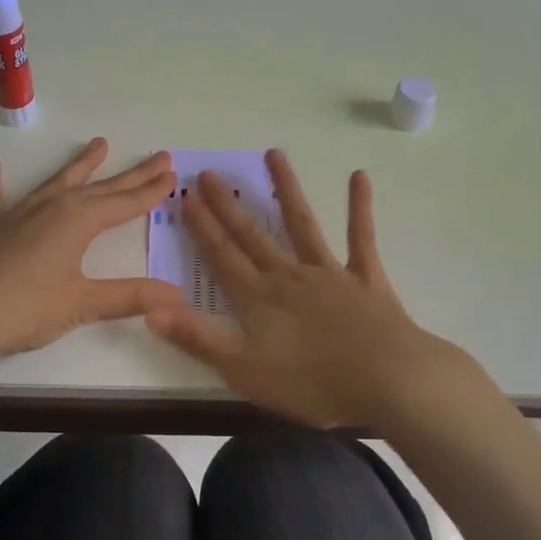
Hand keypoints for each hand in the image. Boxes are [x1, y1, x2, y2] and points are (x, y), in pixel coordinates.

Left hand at [0, 138, 182, 366]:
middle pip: (100, 187)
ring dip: (80, 165)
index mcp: (78, 221)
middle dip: (132, 174)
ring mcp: (17, 212)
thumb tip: (177, 294)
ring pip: (57, 182)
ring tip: (99, 144)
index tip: (172, 175)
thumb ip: (131, 296)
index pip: (125, 203)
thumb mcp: (83, 304)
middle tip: (159, 156)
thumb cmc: (26, 310)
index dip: (151, 191)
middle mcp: (52, 207)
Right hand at [146, 149, 467, 427]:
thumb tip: (151, 309)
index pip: (221, 256)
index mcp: (259, 299)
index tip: (186, 195)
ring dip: (286, 190)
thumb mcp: (244, 371)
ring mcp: (330, 273)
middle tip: (210, 172)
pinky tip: (359, 178)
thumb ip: (197, 339)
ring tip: (274, 154)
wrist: (389, 381)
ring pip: (302, 224)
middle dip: (228, 205)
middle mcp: (289, 276)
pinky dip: (359, 208)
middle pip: (252, 235)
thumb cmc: (313, 384)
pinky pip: (362, 238)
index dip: (202, 227)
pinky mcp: (366, 279)